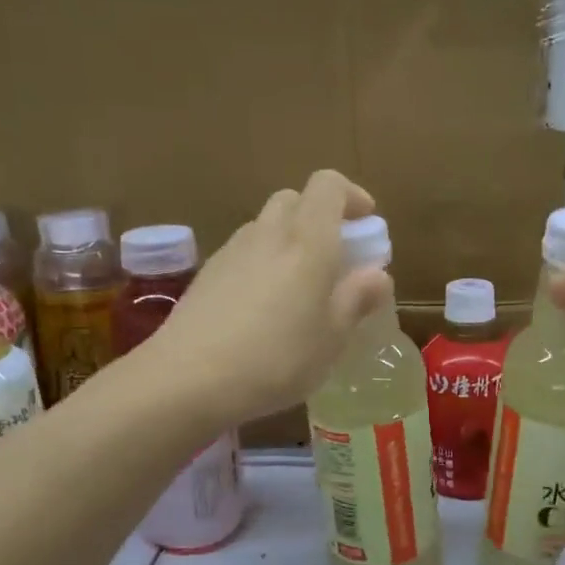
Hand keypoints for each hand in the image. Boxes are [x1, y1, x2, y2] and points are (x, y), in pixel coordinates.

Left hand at [151, 170, 392, 424]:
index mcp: (307, 241)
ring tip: (298, 290)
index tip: (366, 223)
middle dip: (319, 218)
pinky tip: (262, 310)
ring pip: (266, 226)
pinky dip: (262, 264)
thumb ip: (356, 299)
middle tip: (334, 259)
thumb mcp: (331, 338)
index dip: (350, 196)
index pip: (328, 185)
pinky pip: (243, 254)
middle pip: (294, 200)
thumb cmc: (275, 359)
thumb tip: (377, 274)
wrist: (187, 378)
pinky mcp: (206, 275)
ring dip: (289, 242)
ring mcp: (231, 251)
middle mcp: (268, 233)